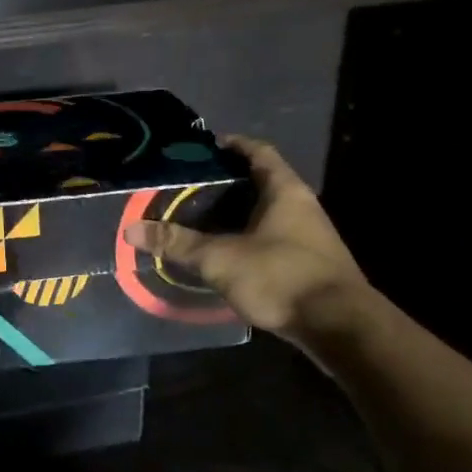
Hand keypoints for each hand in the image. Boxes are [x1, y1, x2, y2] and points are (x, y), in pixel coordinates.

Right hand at [123, 135, 368, 347]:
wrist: (340, 326)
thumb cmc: (281, 276)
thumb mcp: (220, 258)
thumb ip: (177, 243)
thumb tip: (131, 229)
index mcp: (284, 190)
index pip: (258, 152)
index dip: (233, 145)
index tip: (207, 147)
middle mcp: (302, 206)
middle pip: (263, 182)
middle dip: (229, 183)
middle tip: (191, 188)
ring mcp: (310, 236)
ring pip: (268, 213)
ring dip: (239, 214)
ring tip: (203, 220)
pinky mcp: (310, 264)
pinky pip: (274, 238)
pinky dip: (249, 238)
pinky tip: (228, 254)